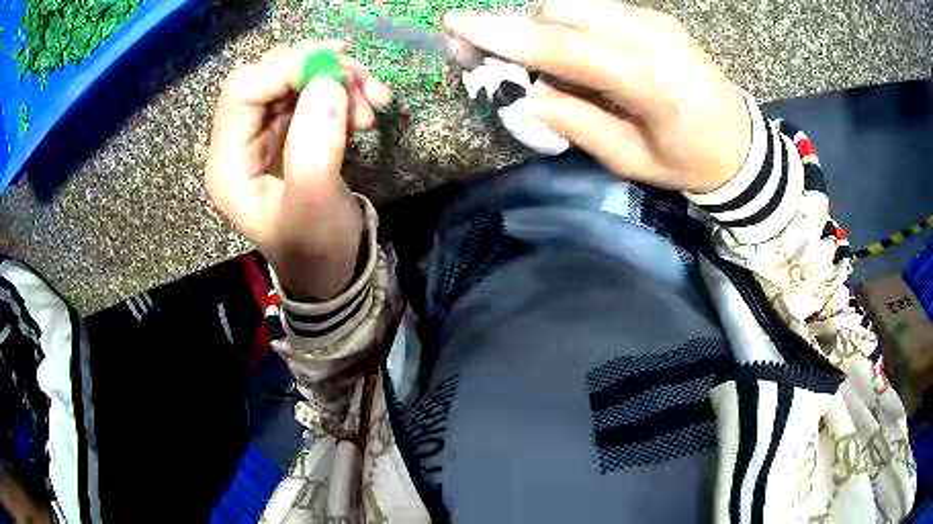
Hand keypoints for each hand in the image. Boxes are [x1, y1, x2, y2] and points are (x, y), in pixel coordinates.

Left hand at [206, 42, 391, 299]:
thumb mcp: (314, 208)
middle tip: (361, 81)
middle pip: (266, 76)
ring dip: (336, 78)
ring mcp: (262, 134)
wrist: (331, 271)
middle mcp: (237, 142)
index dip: (286, 70)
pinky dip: (341, 90)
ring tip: (374, 102)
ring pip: (292, 78)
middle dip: (315, 69)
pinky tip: (365, 108)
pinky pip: (310, 92)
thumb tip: (327, 83)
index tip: (338, 72)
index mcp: (228, 165)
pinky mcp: (286, 132)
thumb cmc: (316, 250)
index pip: (242, 92)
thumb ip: (314, 147)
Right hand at [444, 0, 751, 193]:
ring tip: (539, 57)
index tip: (455, 23)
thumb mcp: (632, 160)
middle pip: (558, 11)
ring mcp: (654, 19)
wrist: (741, 144)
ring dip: (543, 24)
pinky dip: (570, 20)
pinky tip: (574, 47)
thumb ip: (578, 123)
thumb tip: (527, 95)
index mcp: (646, 79)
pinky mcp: (656, 16)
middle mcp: (648, 35)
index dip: (503, 33)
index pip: (561, 45)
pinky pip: (595, 6)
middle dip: (518, 29)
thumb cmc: (690, 162)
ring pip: (573, 3)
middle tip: (495, 56)